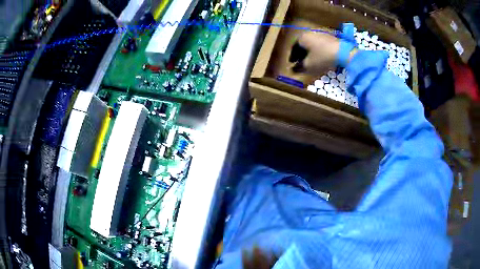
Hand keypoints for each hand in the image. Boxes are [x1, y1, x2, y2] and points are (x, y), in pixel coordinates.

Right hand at [293, 32, 357, 74]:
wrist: (343, 52)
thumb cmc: (322, 57)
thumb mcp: (309, 65)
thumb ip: (299, 67)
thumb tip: (293, 70)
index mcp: (302, 38)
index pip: (294, 47)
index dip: (292, 57)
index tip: (292, 64)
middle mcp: (310, 33)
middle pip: (303, 45)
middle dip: (301, 54)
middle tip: (300, 62)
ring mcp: (321, 34)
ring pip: (312, 44)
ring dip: (310, 52)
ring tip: (311, 61)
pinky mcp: (330, 37)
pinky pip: (320, 44)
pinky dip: (318, 51)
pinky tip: (321, 57)